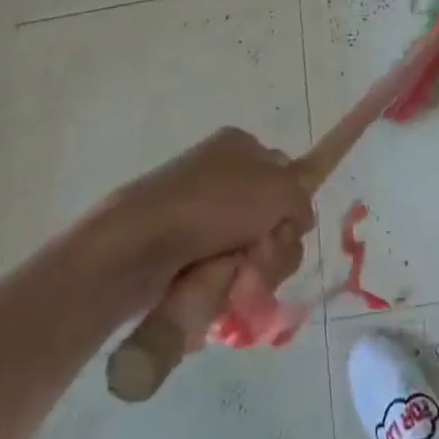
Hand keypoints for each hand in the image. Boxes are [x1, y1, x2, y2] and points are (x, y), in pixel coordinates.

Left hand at [124, 128, 314, 275]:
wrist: (137, 244)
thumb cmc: (212, 205)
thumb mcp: (277, 188)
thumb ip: (301, 200)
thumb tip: (297, 221)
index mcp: (241, 146)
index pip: (287, 176)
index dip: (292, 207)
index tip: (285, 228)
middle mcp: (222, 176)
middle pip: (271, 220)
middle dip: (273, 247)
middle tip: (258, 258)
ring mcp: (199, 216)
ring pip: (249, 253)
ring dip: (250, 272)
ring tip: (230, 279)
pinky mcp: (181, 253)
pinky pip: (220, 275)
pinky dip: (223, 288)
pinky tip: (213, 291)